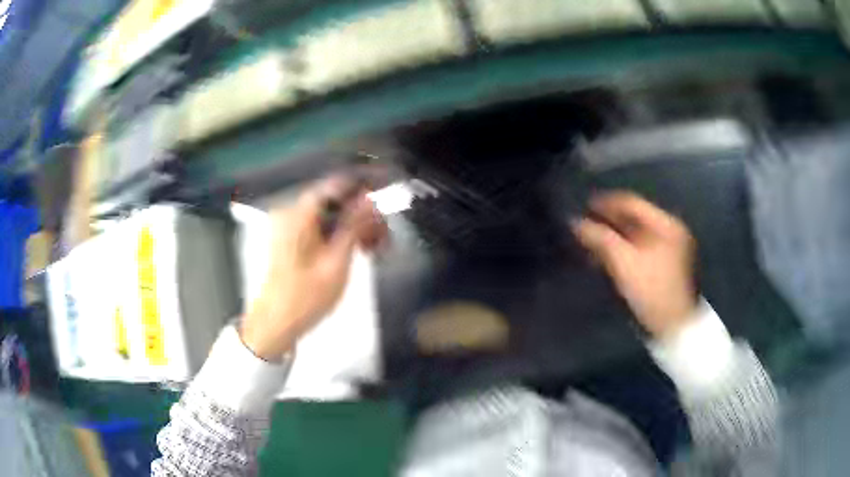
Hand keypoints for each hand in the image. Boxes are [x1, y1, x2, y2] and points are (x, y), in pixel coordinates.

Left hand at [239, 176, 386, 360]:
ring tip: (374, 248)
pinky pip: (320, 227)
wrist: (275, 323)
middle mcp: (292, 212)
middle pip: (334, 200)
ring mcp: (290, 226)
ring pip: (330, 214)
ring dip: (353, 226)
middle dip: (361, 214)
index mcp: (299, 214)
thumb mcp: (336, 262)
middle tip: (384, 237)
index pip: (336, 185)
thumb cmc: (306, 297)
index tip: (384, 204)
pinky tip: (356, 250)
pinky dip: (339, 234)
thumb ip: (353, 227)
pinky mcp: (291, 239)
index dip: (363, 190)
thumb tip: (369, 201)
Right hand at [572, 191, 697, 338]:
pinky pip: (640, 249)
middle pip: (634, 218)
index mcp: (666, 224)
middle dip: (608, 222)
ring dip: (613, 237)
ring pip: (636, 235)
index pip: (632, 203)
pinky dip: (623, 250)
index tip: (583, 207)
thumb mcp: (624, 262)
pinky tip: (606, 257)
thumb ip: (600, 238)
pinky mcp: (665, 265)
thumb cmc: (652, 291)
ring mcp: (670, 249)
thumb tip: (575, 222)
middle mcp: (670, 231)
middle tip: (585, 227)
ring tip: (591, 243)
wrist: (674, 326)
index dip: (605, 203)